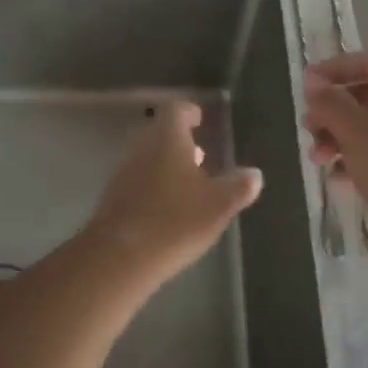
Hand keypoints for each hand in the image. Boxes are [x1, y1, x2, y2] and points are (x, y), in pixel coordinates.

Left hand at [83, 101, 262, 287]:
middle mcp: (142, 148)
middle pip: (159, 133)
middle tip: (200, 154)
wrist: (120, 257)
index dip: (188, 112)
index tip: (199, 119)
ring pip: (147, 157)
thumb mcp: (218, 205)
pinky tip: (168, 208)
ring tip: (189, 184)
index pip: (175, 110)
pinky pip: (137, 180)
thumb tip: (254, 174)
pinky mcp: (113, 198)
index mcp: (167, 139)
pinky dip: (153, 185)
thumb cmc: (175, 221)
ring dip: (166, 164)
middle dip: (179, 141)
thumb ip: (238, 187)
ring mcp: (123, 173)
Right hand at [304, 53, 367, 231]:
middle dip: (331, 111)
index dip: (333, 69)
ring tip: (316, 158)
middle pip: (364, 96)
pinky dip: (352, 157)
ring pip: (366, 125)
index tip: (306, 84)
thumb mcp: (352, 128)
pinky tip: (334, 175)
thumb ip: (329, 101)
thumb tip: (312, 81)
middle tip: (308, 126)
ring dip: (336, 137)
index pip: (366, 63)